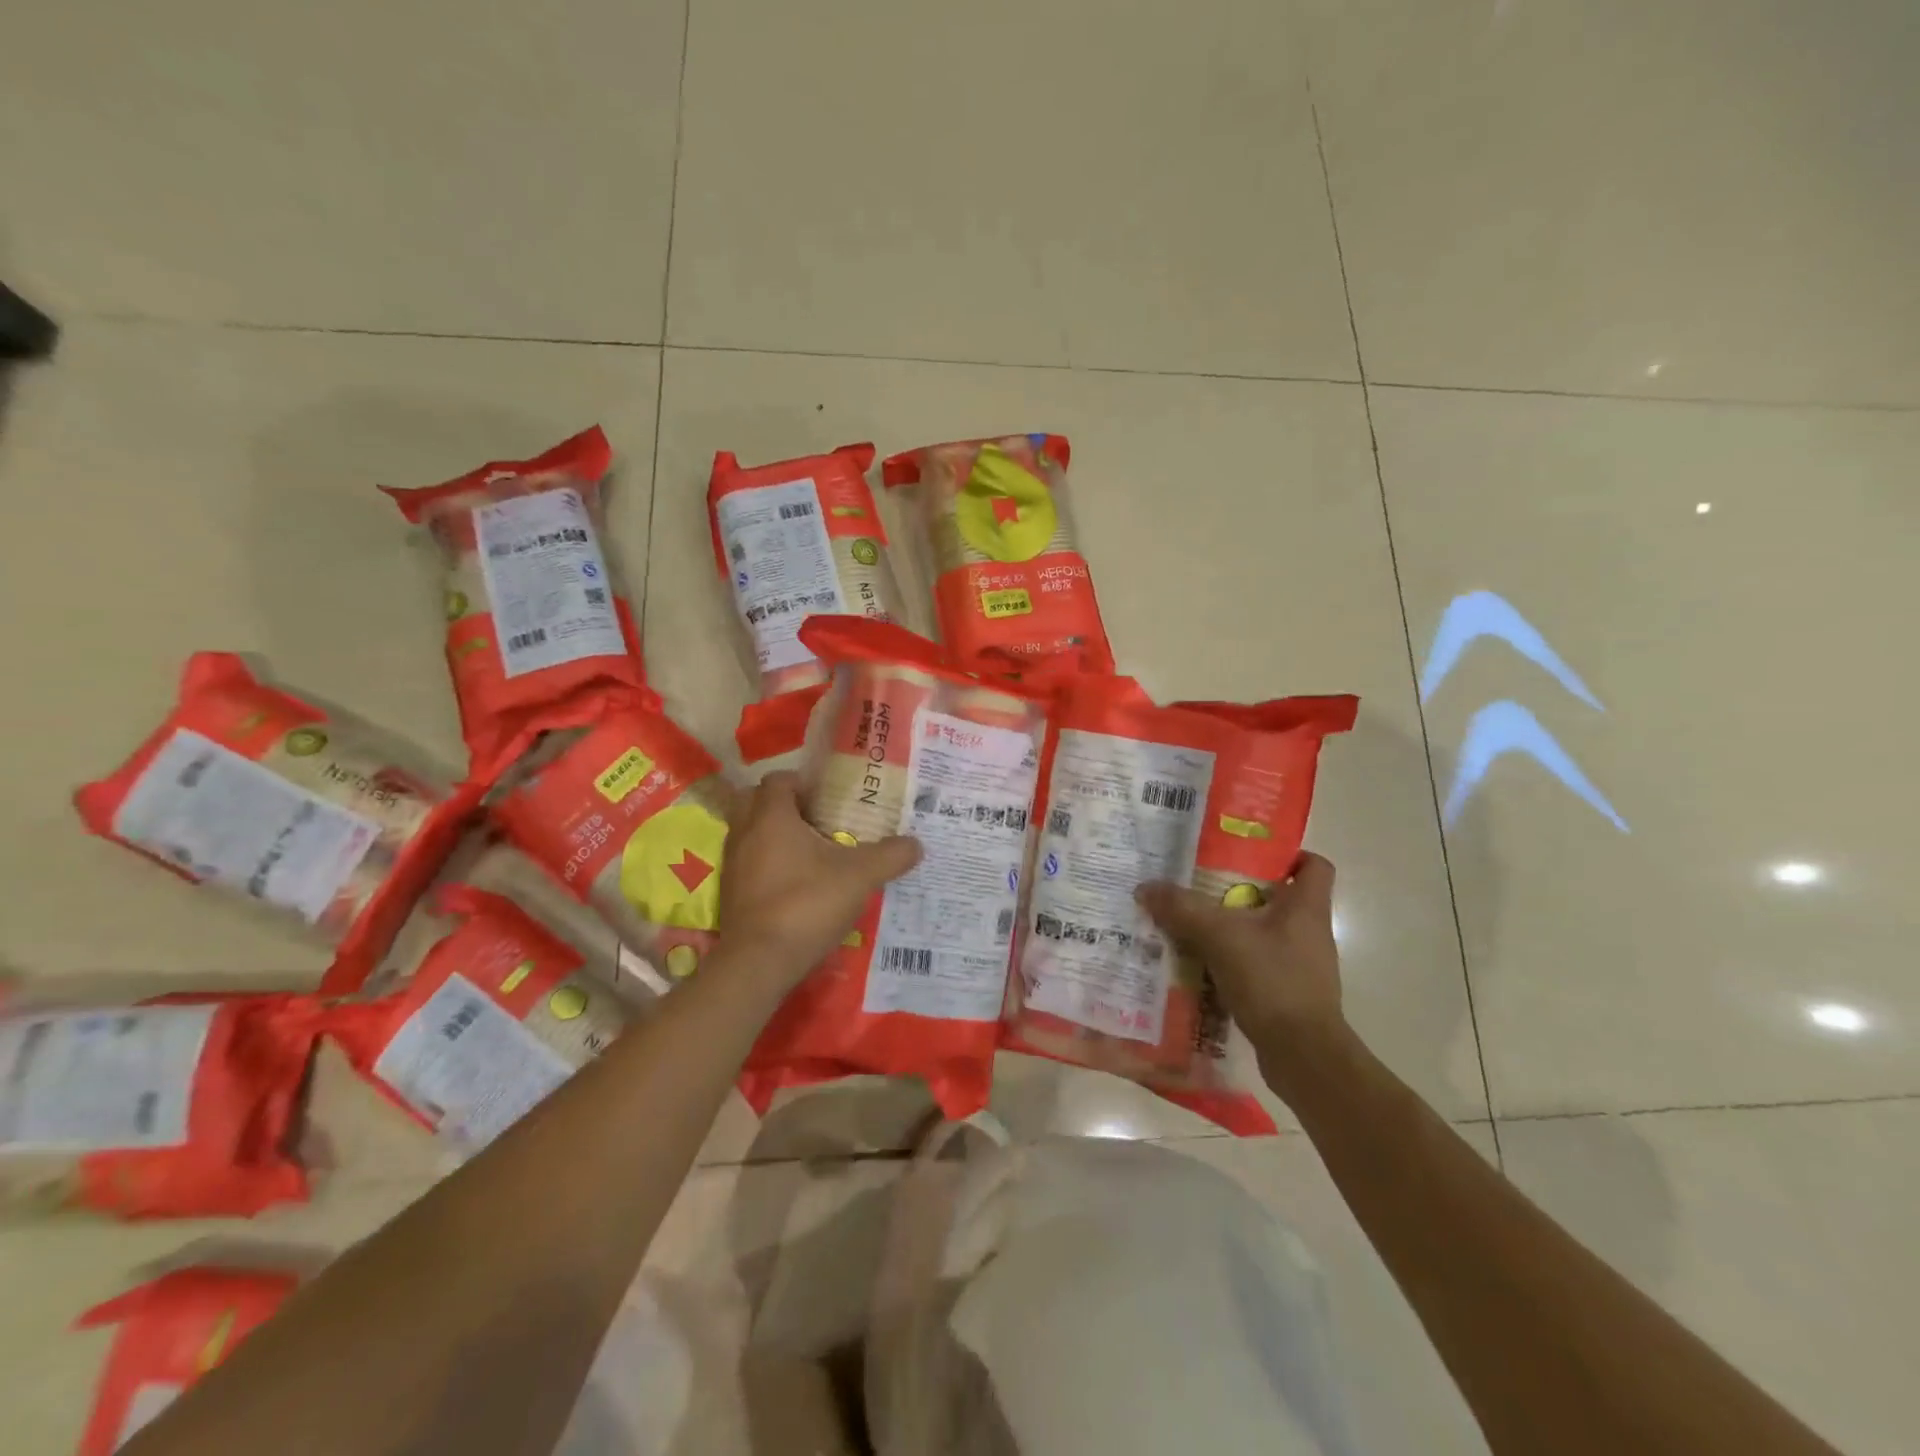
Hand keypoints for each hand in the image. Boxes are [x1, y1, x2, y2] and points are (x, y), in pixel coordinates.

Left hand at [717, 771, 921, 992]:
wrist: (759, 962)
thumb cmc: (807, 903)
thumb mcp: (860, 876)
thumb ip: (890, 856)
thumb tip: (916, 844)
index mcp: (771, 816)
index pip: (778, 780)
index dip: (803, 782)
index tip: (828, 797)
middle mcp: (744, 833)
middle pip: (756, 802)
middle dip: (784, 805)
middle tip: (818, 819)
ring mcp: (733, 865)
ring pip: (750, 834)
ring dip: (774, 835)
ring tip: (811, 852)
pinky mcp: (730, 894)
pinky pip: (748, 864)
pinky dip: (767, 864)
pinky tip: (797, 884)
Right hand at [1136, 852, 1345, 1075]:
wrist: (1303, 1055)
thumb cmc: (1272, 980)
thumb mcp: (1220, 936)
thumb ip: (1182, 908)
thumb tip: (1145, 887)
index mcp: (1307, 908)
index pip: (1315, 866)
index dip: (1289, 855)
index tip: (1250, 855)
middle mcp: (1310, 932)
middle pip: (1280, 898)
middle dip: (1241, 891)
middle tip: (1201, 887)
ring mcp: (1302, 966)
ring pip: (1264, 933)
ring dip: (1233, 929)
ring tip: (1192, 926)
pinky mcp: (1289, 994)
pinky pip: (1257, 965)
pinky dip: (1233, 962)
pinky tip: (1201, 965)